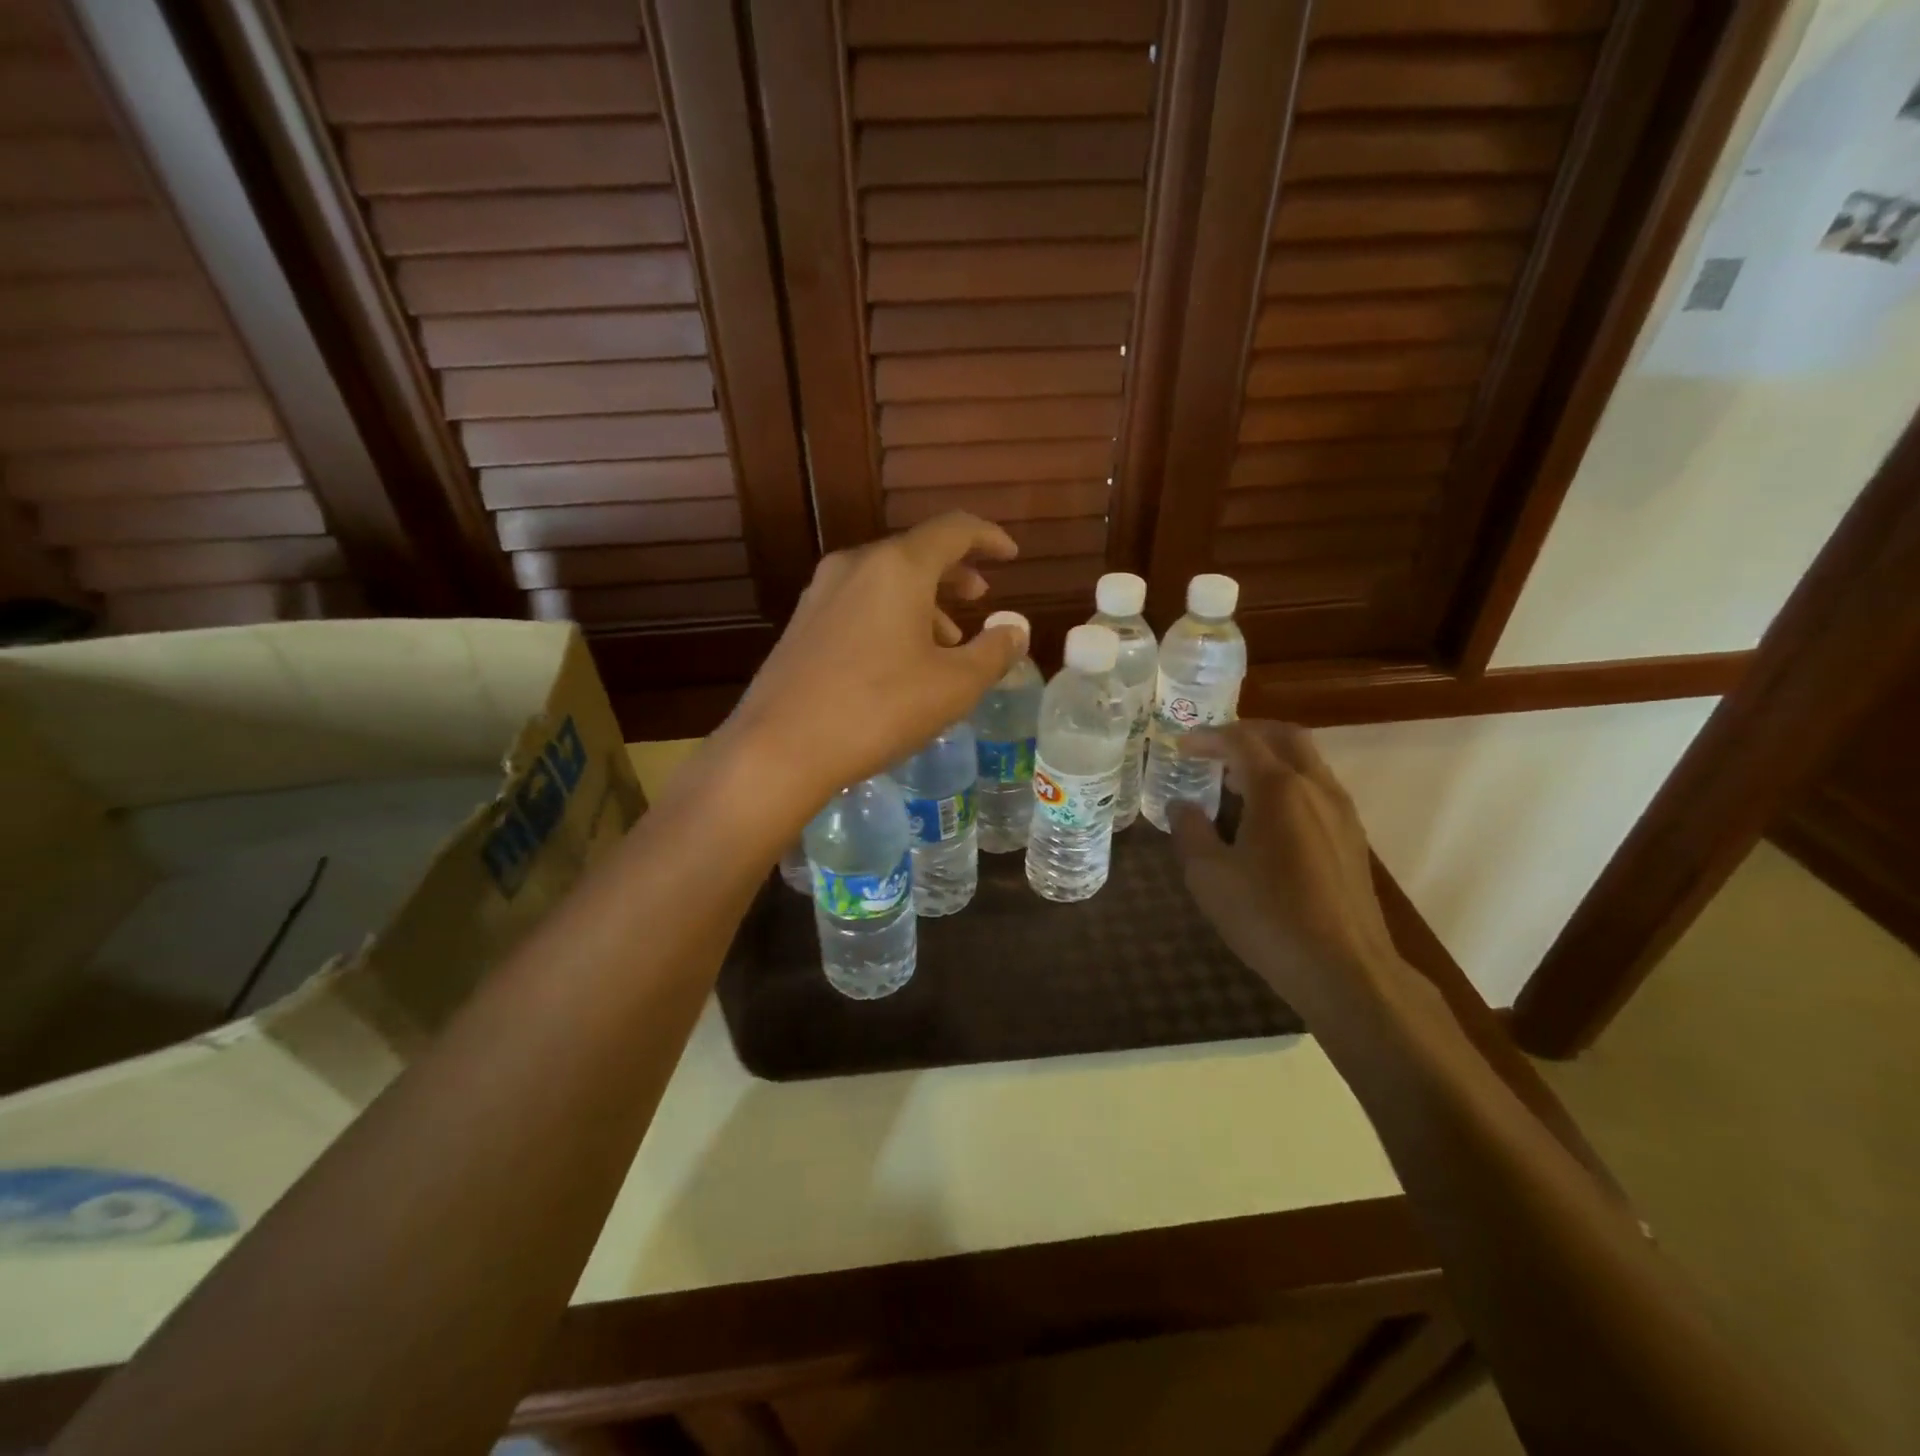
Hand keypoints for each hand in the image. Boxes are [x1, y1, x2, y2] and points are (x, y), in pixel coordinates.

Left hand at [722, 513, 1027, 815]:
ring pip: (886, 580)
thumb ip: (993, 651)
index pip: (953, 530)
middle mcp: (856, 565)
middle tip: (981, 597)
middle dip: (954, 573)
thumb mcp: (953, 686)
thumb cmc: (878, 709)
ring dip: (924, 602)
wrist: (780, 747)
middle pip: (916, 553)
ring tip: (946, 642)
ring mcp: (821, 592)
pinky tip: (900, 659)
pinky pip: (860, 602)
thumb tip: (1016, 630)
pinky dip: (891, 616)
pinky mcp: (802, 623)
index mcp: (897, 567)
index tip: (1010, 555)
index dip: (988, 538)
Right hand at [1168, 721, 1406, 1025]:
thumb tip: (1181, 805)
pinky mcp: (1353, 839)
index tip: (1180, 746)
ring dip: (1270, 759)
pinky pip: (1318, 790)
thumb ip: (1190, 831)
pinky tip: (1267, 818)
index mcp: (1279, 789)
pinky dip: (1289, 783)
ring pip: (1307, 762)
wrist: (1346, 969)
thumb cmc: (1269, 916)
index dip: (1207, 737)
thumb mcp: (1209, 875)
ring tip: (1234, 782)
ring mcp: (1342, 813)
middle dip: (1247, 733)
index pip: (1241, 740)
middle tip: (1215, 747)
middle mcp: (1316, 788)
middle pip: (1285, 737)